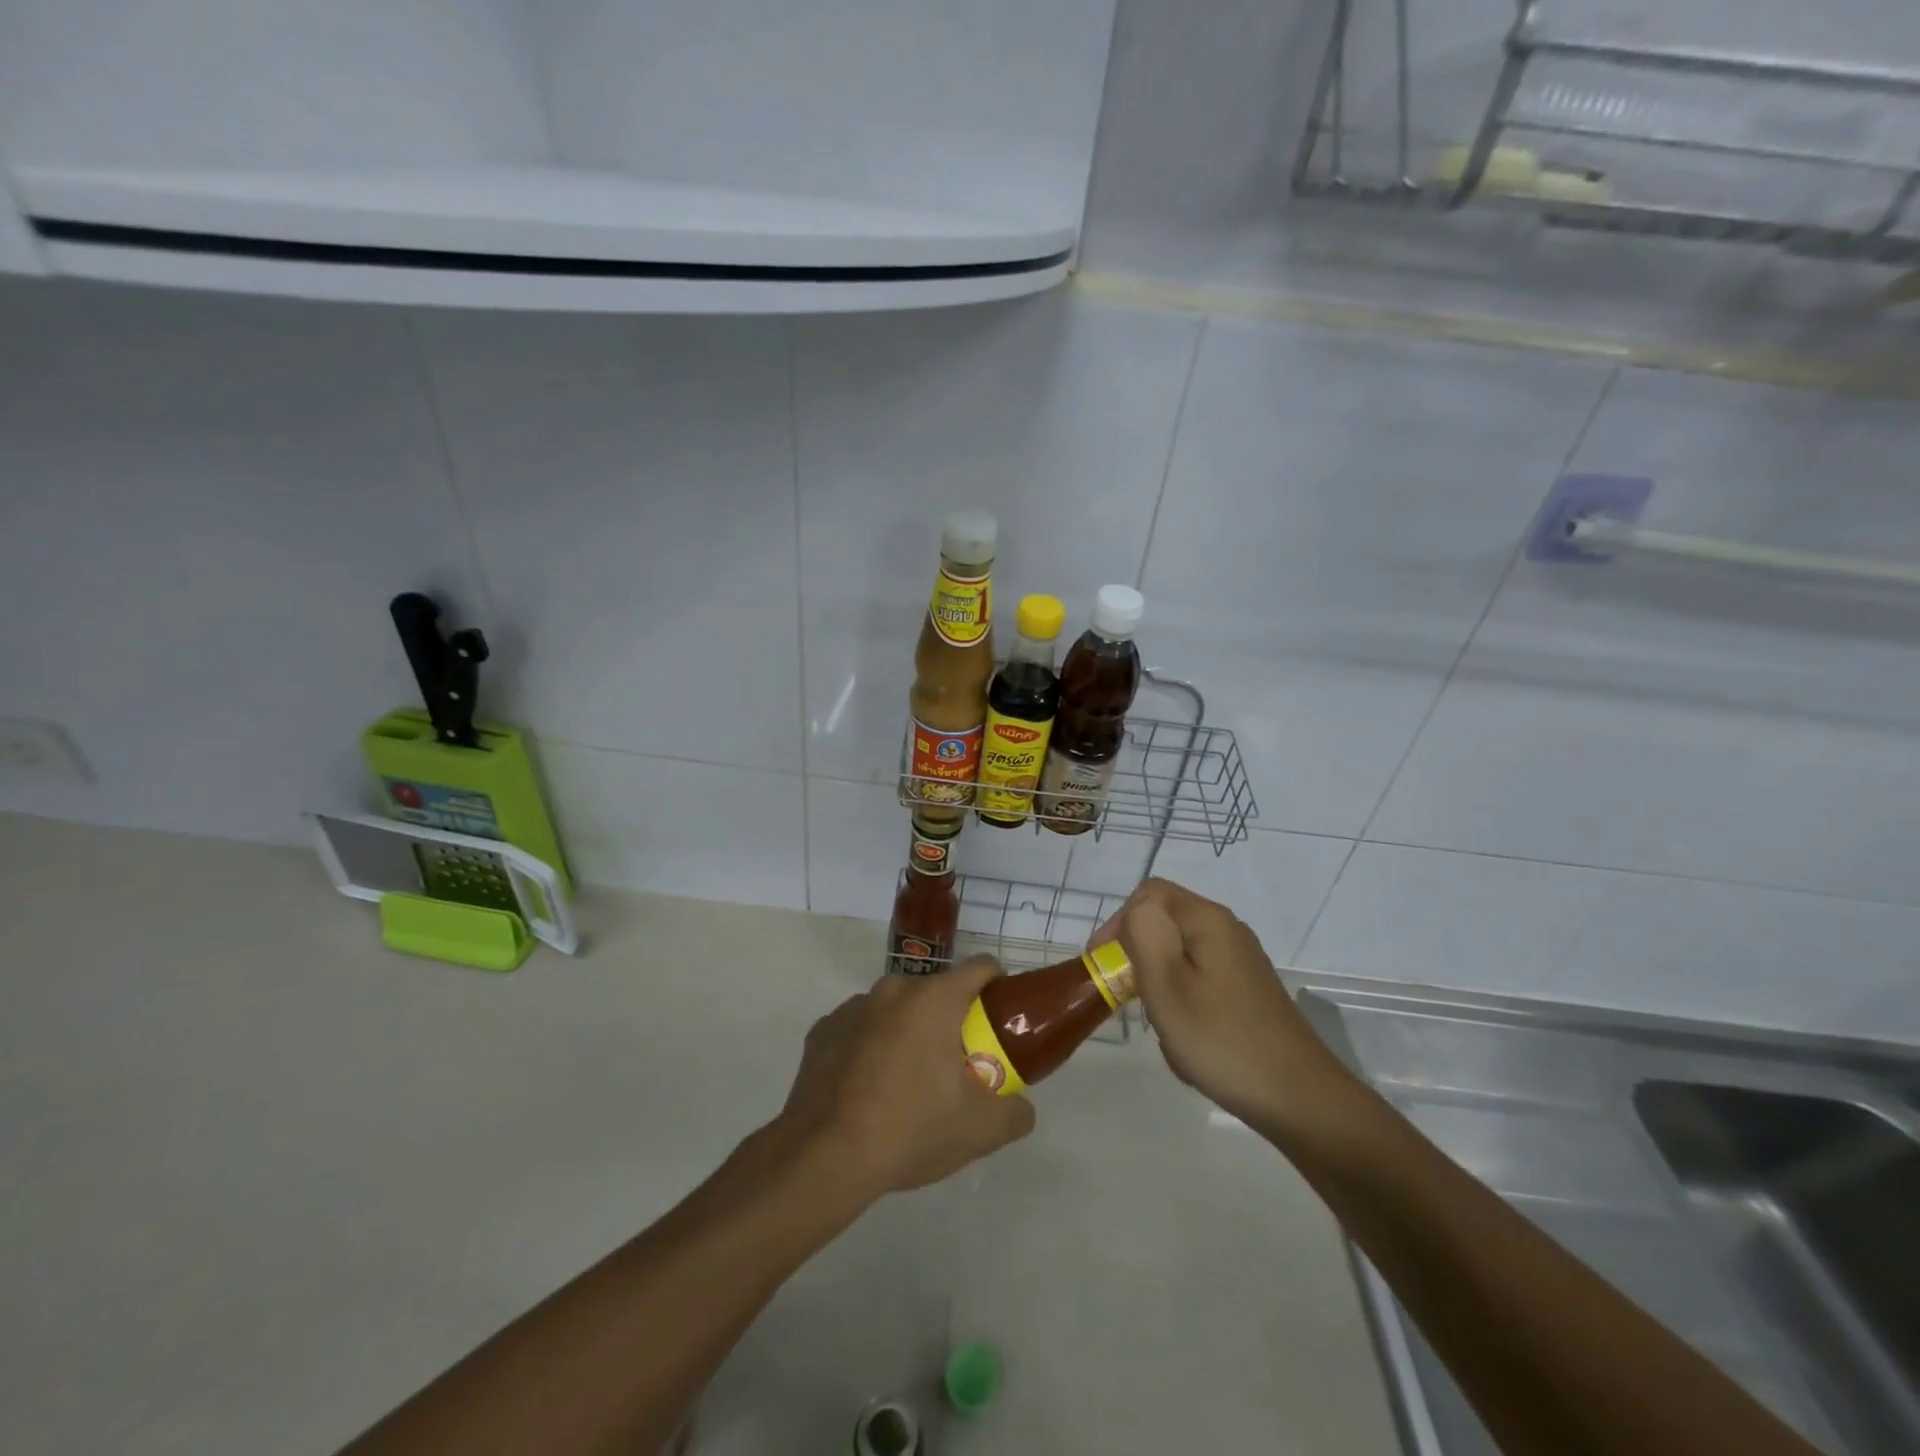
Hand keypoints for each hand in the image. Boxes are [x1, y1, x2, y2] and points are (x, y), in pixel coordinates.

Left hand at [775, 957, 1035, 1199]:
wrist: (823, 1157)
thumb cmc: (910, 1129)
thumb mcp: (979, 1131)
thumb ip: (1015, 1113)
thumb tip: (1022, 1108)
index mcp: (934, 999)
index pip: (980, 968)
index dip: (998, 986)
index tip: (1001, 1018)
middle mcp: (893, 989)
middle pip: (936, 992)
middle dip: (951, 1019)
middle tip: (957, 1064)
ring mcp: (853, 1007)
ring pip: (895, 1009)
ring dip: (908, 1031)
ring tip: (908, 1082)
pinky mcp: (823, 1030)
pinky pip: (860, 1028)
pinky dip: (871, 1046)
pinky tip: (868, 1089)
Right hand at [1097, 879, 1348, 1124]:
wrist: (1298, 1098)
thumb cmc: (1220, 1039)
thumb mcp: (1167, 984)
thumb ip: (1144, 934)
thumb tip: (1137, 910)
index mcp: (1207, 920)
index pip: (1149, 893)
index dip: (1118, 921)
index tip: (1104, 962)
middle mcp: (1228, 930)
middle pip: (1166, 921)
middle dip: (1138, 953)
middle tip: (1127, 995)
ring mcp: (1242, 960)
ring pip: (1181, 952)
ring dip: (1159, 980)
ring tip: (1157, 1020)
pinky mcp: (1249, 989)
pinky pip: (1201, 977)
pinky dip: (1182, 998)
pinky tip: (1185, 1035)